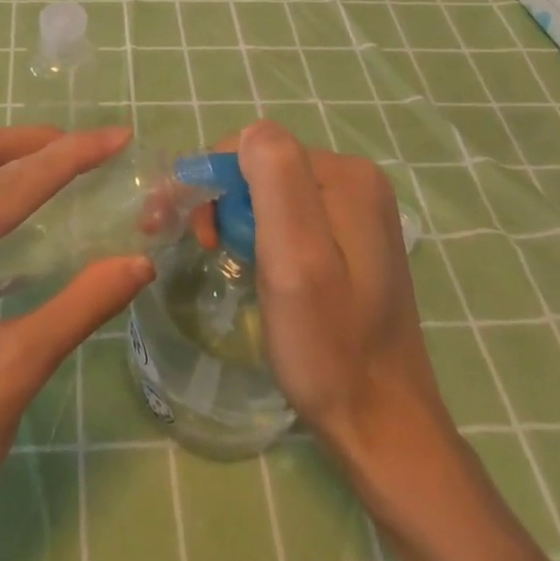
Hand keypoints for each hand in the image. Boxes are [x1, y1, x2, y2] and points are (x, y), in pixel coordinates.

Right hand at [231, 124, 559, 560]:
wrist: (382, 427)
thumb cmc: (328, 345)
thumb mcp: (295, 258)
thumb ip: (276, 181)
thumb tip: (250, 133)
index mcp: (346, 177)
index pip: (254, 147)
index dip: (211, 179)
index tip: (177, 223)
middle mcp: (356, 182)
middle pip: (263, 167)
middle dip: (221, 199)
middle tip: (201, 247)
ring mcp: (357, 212)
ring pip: (272, 192)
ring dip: (236, 218)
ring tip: (223, 259)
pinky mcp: (351, 241)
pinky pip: (289, 217)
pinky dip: (260, 235)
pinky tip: (256, 267)